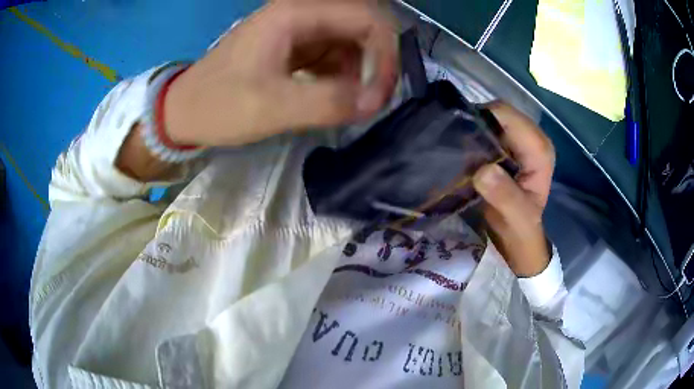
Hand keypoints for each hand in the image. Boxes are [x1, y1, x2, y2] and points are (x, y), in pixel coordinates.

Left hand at [164, 1, 397, 146]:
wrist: (185, 111)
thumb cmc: (218, 105)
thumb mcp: (271, 107)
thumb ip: (328, 102)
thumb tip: (374, 102)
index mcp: (295, 13)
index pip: (366, 17)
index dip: (385, 53)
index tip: (380, 93)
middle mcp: (301, 12)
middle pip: (363, 25)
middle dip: (377, 61)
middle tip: (373, 98)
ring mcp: (298, 28)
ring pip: (351, 40)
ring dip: (361, 70)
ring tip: (351, 102)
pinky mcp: (295, 46)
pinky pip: (334, 53)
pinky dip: (344, 75)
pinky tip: (335, 95)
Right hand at [473, 102, 554, 276]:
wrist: (518, 235)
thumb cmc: (520, 228)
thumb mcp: (515, 218)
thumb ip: (505, 197)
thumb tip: (483, 171)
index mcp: (540, 149)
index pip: (508, 117)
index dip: (483, 121)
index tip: (460, 138)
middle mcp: (533, 137)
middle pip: (499, 113)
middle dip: (476, 123)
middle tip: (456, 145)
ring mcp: (521, 140)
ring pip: (492, 119)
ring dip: (474, 129)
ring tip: (458, 148)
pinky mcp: (510, 145)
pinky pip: (489, 129)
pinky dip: (475, 136)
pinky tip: (465, 151)